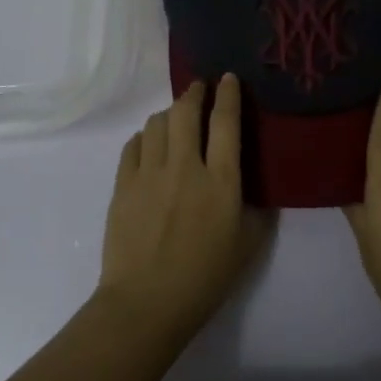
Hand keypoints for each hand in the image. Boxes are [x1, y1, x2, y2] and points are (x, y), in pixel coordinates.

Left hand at [97, 74, 273, 344]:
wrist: (147, 302)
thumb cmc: (205, 278)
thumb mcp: (248, 245)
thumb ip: (257, 208)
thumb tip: (256, 186)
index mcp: (221, 181)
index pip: (226, 123)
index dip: (228, 95)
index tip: (228, 78)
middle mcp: (185, 167)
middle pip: (186, 112)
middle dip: (194, 93)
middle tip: (199, 88)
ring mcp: (149, 173)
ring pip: (157, 123)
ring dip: (170, 113)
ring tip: (176, 118)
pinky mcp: (123, 184)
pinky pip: (133, 144)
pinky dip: (145, 136)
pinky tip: (150, 144)